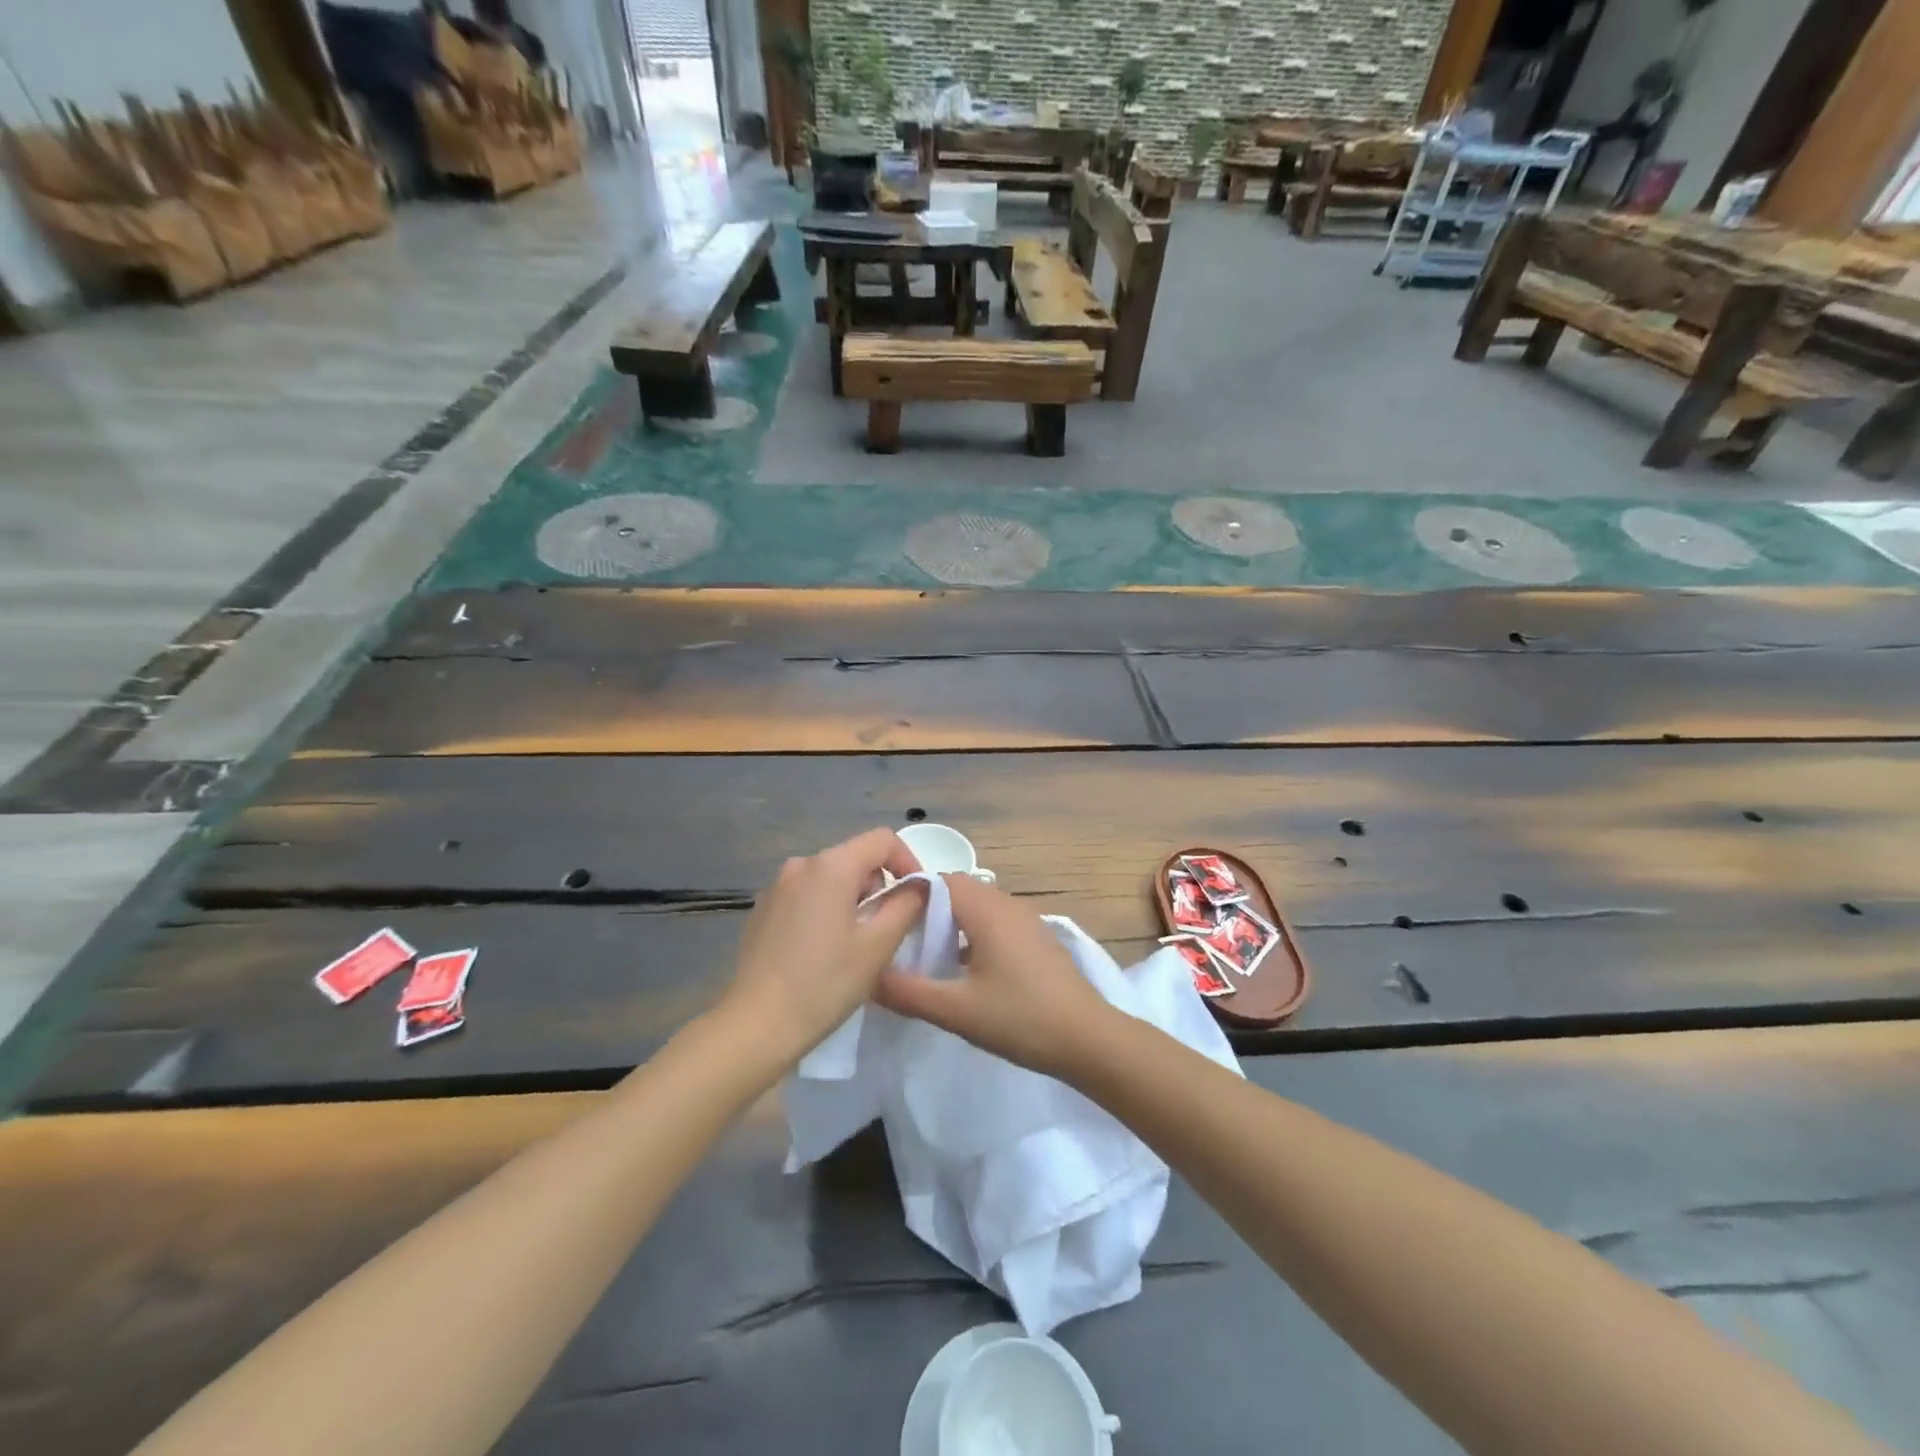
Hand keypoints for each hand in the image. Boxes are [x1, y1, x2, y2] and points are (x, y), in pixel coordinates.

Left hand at [721, 828, 927, 1067]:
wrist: (756, 1024)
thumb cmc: (825, 982)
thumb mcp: (878, 945)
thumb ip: (907, 905)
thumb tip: (919, 886)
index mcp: (831, 866)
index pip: (882, 839)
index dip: (908, 861)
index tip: (917, 897)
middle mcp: (801, 865)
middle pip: (856, 857)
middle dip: (879, 886)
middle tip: (887, 930)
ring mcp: (777, 886)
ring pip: (831, 878)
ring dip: (853, 900)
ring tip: (856, 944)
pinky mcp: (763, 909)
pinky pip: (808, 895)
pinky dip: (826, 910)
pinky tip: (823, 951)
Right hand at [875, 873, 1114, 1078]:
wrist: (1088, 1038)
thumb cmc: (1020, 1018)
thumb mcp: (956, 1010)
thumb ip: (908, 992)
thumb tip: (868, 976)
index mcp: (986, 909)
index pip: (938, 880)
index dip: (909, 895)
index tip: (886, 922)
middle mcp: (1007, 903)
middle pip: (957, 890)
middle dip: (927, 911)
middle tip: (902, 943)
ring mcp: (1026, 919)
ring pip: (977, 907)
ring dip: (952, 924)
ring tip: (928, 958)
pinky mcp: (1037, 938)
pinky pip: (995, 922)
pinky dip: (973, 935)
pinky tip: (964, 971)